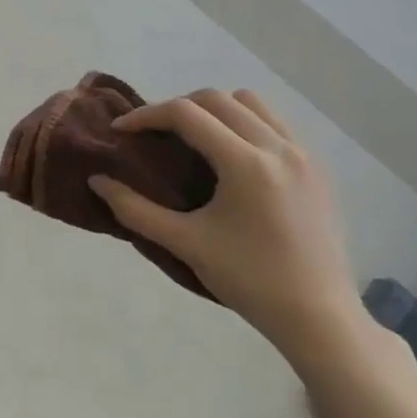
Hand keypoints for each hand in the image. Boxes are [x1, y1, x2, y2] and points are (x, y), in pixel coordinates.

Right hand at [90, 90, 366, 365]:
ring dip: (215, 110)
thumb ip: (135, 210)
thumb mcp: (186, 244)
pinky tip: (232, 156)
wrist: (320, 318)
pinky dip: (245, 123)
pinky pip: (274, 123)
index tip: (121, 131)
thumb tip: (96, 181)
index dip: (146, 115)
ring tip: (194, 138)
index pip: (186, 113)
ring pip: (250, 102)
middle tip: (153, 134)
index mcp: (246, 163)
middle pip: (216, 99)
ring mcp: (303, 154)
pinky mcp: (317, 168)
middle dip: (177, 108)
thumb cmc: (250, 281)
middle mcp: (277, 147)